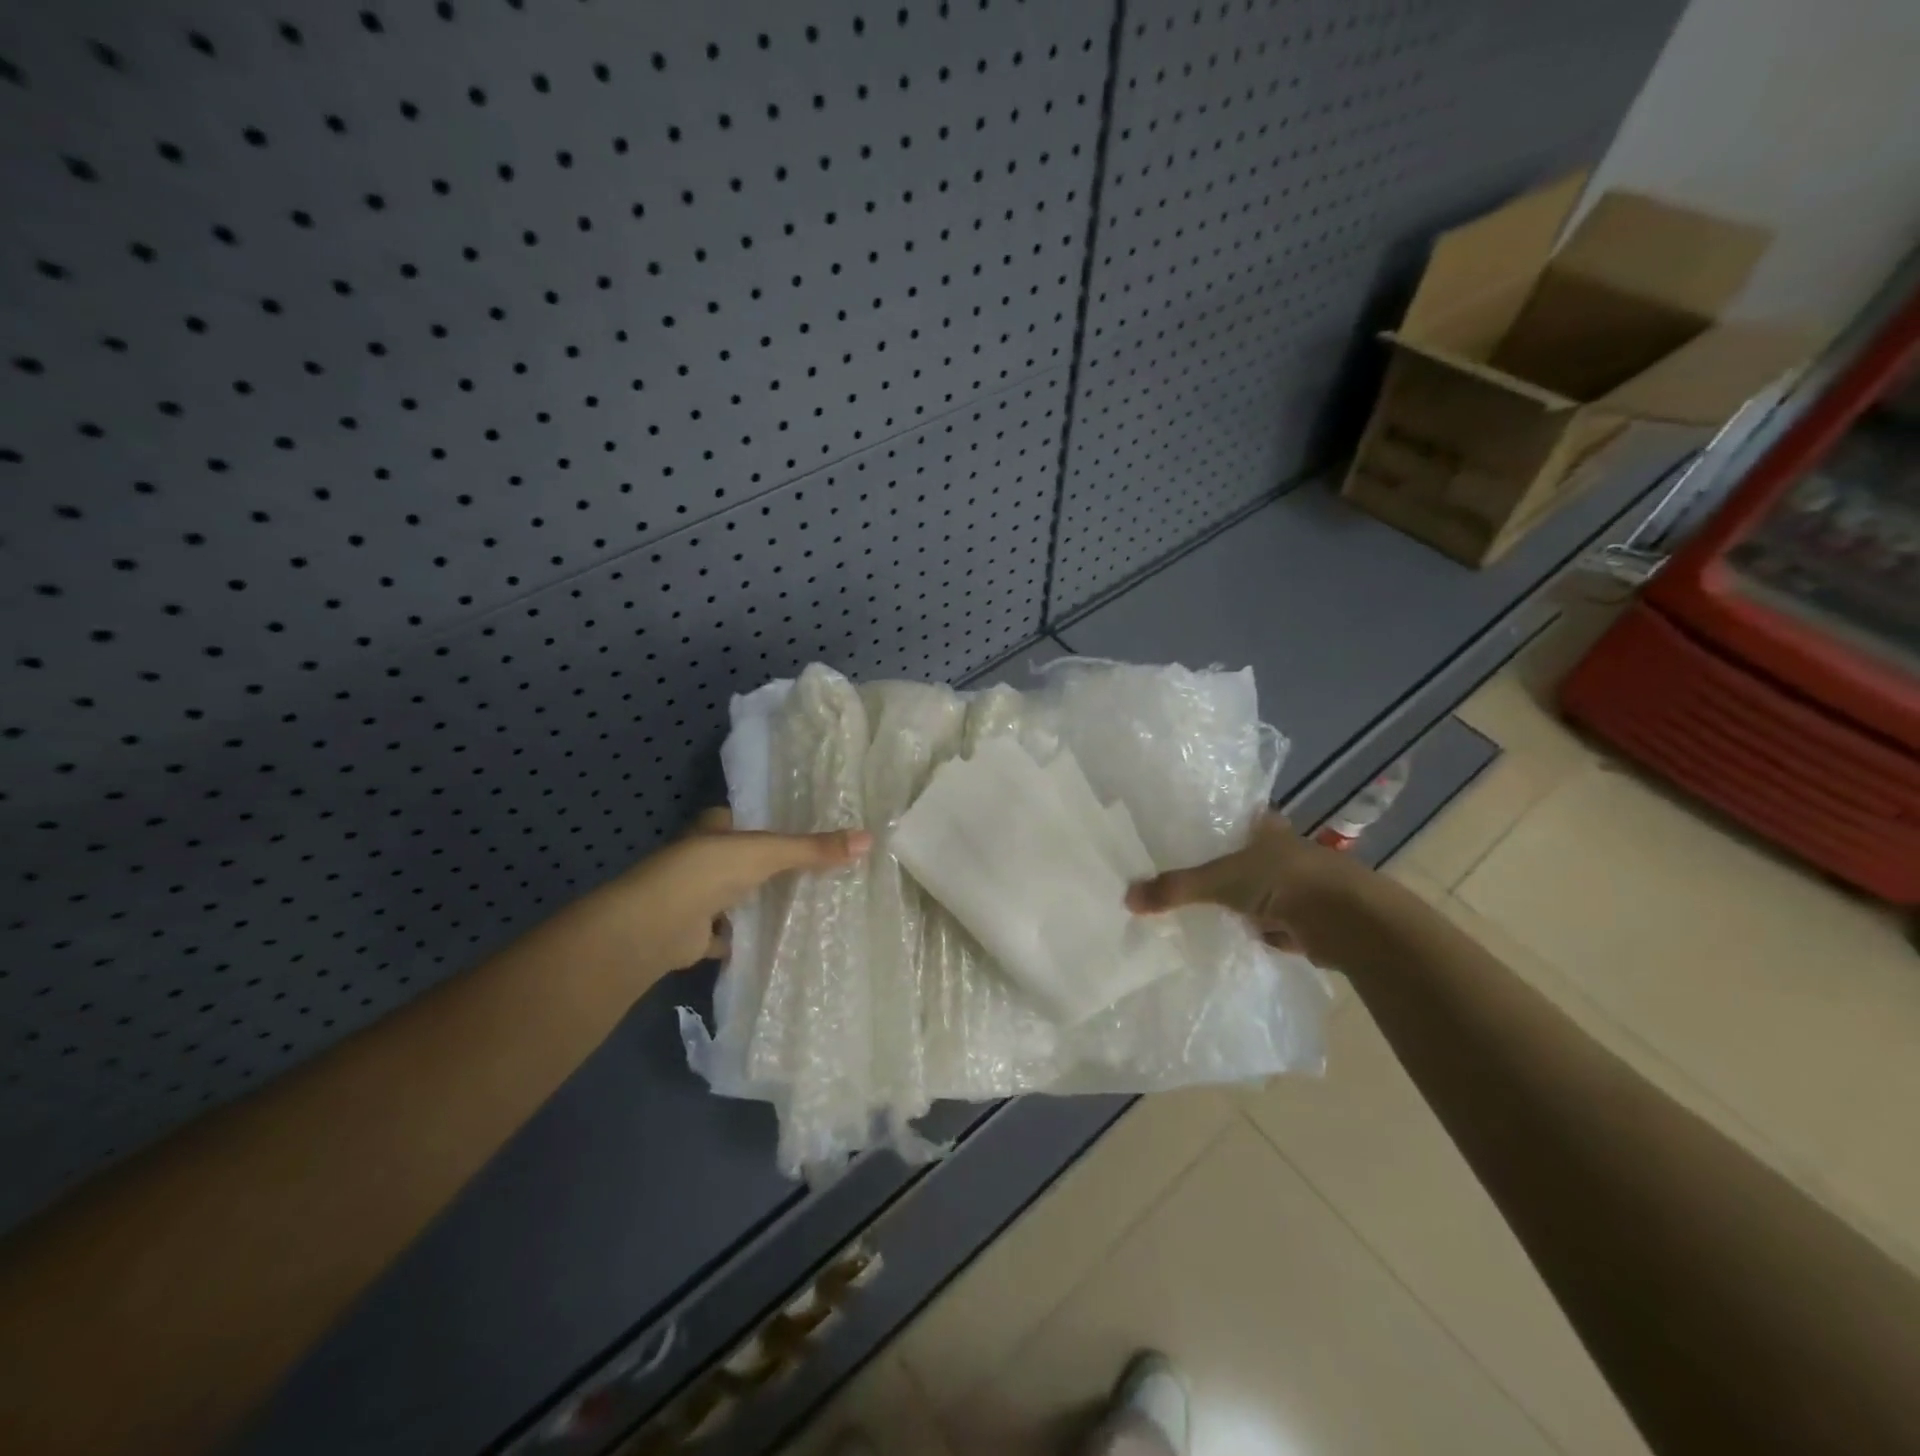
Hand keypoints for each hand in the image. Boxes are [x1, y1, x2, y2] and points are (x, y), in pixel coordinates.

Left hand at [611, 808, 871, 974]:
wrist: (654, 926)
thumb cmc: (706, 872)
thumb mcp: (766, 852)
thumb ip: (813, 848)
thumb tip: (869, 839)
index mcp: (713, 829)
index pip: (746, 820)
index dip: (772, 824)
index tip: (807, 833)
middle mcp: (701, 860)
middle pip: (743, 860)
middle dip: (770, 867)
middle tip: (817, 870)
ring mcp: (696, 898)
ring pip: (736, 896)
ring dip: (758, 901)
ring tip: (806, 904)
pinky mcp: (695, 933)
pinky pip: (728, 935)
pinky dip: (745, 938)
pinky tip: (775, 942)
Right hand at [1127, 812, 1372, 964]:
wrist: (1348, 921)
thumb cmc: (1283, 881)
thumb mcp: (1218, 881)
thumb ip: (1175, 888)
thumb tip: (1126, 897)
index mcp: (1266, 827)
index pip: (1235, 818)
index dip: (1214, 826)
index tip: (1186, 836)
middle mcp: (1284, 851)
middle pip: (1244, 857)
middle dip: (1223, 870)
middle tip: (1182, 880)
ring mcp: (1299, 885)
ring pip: (1258, 891)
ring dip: (1241, 903)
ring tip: (1199, 911)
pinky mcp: (1308, 917)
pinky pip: (1271, 922)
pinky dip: (1258, 930)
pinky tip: (1233, 936)